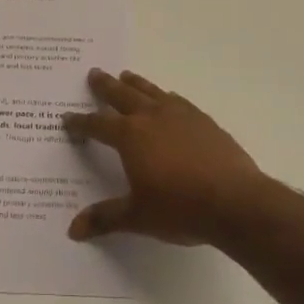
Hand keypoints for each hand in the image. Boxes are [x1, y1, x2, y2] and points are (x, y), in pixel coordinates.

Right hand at [63, 69, 278, 246]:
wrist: (236, 201)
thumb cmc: (180, 208)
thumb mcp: (137, 217)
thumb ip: (105, 219)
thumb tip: (73, 230)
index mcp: (130, 136)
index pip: (98, 125)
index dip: (81, 122)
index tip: (67, 118)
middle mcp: (152, 117)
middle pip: (123, 95)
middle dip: (106, 87)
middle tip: (94, 73)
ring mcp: (181, 115)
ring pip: (151, 92)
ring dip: (136, 83)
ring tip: (126, 75)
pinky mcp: (204, 121)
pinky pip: (178, 101)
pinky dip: (166, 97)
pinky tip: (168, 99)